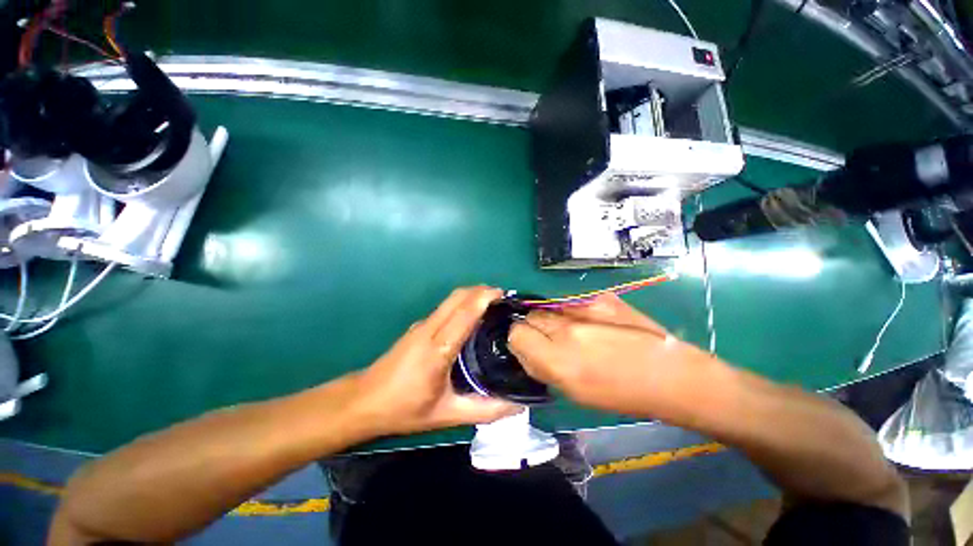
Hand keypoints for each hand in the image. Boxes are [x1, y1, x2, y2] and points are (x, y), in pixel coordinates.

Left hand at [354, 287, 520, 435]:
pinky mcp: (418, 327)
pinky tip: (472, 318)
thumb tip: (517, 406)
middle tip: (503, 298)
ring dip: (472, 295)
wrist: (363, 401)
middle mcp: (429, 329)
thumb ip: (484, 410)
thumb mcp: (447, 415)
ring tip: (493, 305)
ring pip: (450, 300)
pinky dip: (462, 303)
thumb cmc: (404, 409)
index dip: (484, 298)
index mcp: (438, 349)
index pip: (464, 313)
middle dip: (481, 291)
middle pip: (457, 297)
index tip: (504, 294)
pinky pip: (445, 308)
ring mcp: (422, 326)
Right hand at [508, 293, 718, 419]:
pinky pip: (570, 302)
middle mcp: (567, 331)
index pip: (517, 334)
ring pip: (548, 306)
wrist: (669, 375)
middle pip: (530, 315)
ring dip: (552, 317)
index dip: (520, 339)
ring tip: (572, 330)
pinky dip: (570, 311)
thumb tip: (526, 348)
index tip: (529, 345)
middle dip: (534, 326)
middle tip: (551, 338)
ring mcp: (584, 310)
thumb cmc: (621, 394)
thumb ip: (544, 366)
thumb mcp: (574, 392)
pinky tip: (589, 322)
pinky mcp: (600, 298)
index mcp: (558, 362)